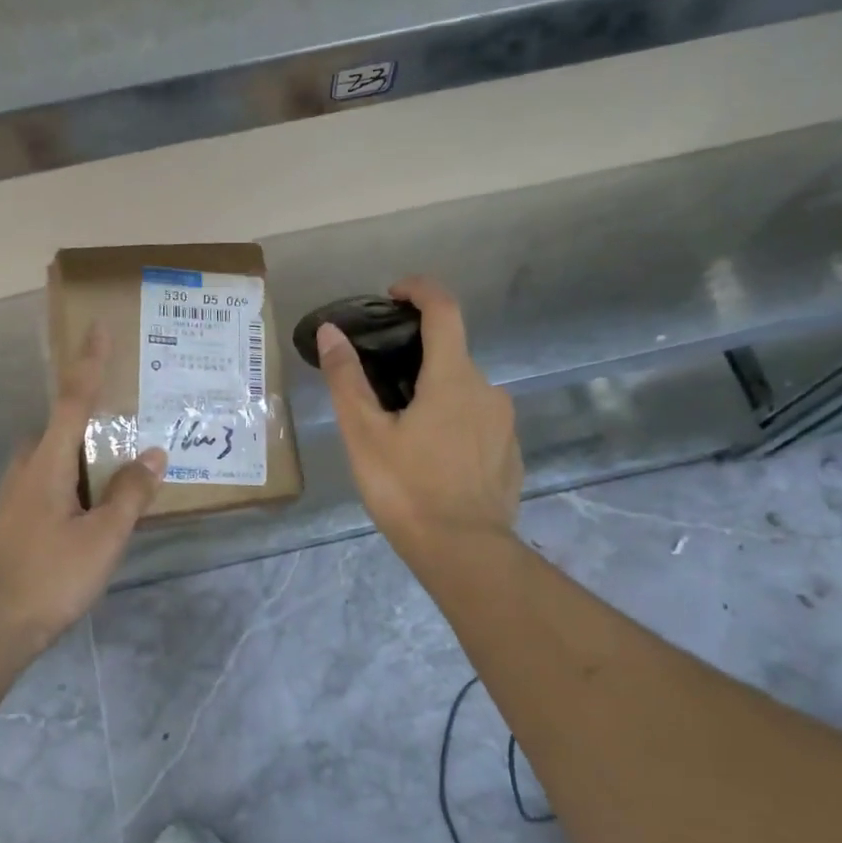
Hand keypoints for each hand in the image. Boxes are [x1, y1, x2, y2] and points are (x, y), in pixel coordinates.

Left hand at [0, 324, 165, 656]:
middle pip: (60, 426)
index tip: (98, 329)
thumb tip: (153, 455)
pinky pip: (52, 482)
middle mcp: (27, 469)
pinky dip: (77, 478)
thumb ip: (129, 494)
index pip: (72, 401)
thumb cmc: (49, 577)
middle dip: (90, 413)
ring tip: (121, 460)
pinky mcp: (16, 520)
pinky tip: (98, 502)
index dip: (89, 365)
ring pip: (55, 457)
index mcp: (47, 463)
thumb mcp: (103, 537)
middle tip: (128, 414)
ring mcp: (17, 496)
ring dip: (85, 451)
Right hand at [317, 276, 521, 558]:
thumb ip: (347, 379)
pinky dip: (453, 426)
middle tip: (379, 389)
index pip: (444, 309)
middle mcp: (488, 390)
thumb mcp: (365, 435)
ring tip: (401, 433)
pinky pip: (477, 424)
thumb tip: (331, 332)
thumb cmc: (407, 489)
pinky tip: (431, 461)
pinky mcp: (510, 454)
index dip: (420, 290)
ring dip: (434, 397)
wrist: (464, 552)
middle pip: (451, 356)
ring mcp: (504, 424)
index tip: (394, 293)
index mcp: (454, 378)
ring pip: (464, 394)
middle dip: (416, 360)